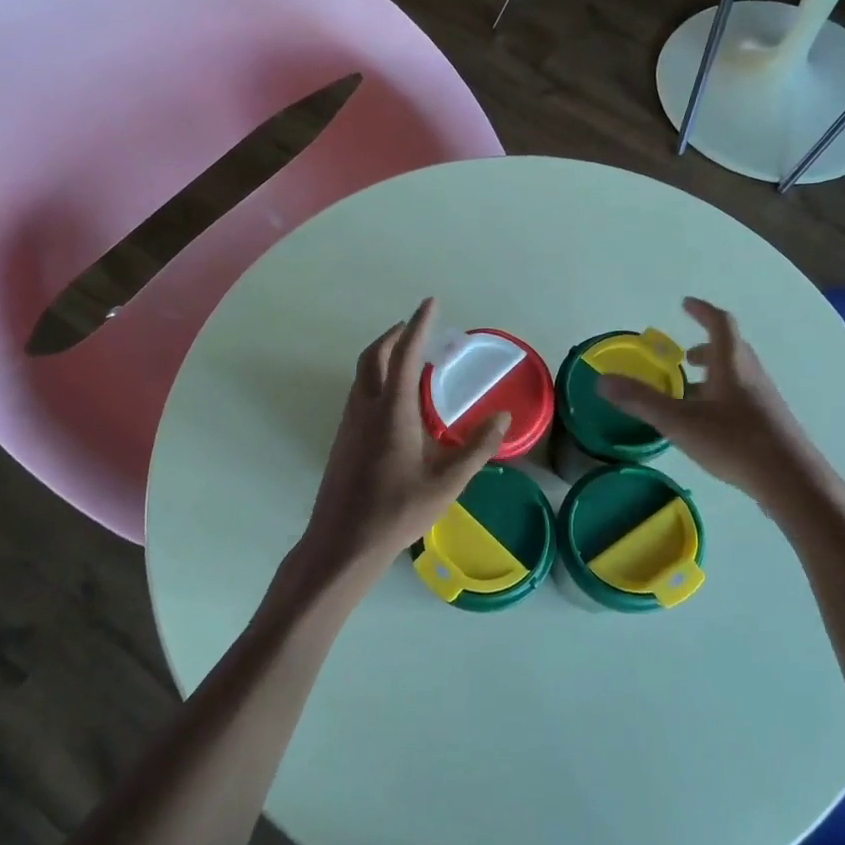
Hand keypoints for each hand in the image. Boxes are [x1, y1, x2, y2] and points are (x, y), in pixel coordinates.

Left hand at [264, 299, 509, 626]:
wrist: (343, 541)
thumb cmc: (397, 511)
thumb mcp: (447, 482)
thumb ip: (476, 448)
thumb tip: (501, 418)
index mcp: (392, 411)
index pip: (406, 355)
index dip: (419, 325)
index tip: (430, 303)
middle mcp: (366, 408)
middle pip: (374, 356)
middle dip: (394, 335)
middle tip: (416, 329)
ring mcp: (349, 423)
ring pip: (362, 374)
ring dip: (382, 355)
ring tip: (407, 359)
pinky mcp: (343, 439)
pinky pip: (359, 393)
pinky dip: (376, 378)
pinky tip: (393, 401)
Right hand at [597, 297, 818, 505]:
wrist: (790, 480)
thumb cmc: (734, 442)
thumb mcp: (679, 421)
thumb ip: (641, 401)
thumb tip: (602, 381)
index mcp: (732, 364)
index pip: (719, 323)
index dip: (702, 311)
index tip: (685, 304)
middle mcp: (751, 374)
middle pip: (731, 349)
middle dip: (705, 347)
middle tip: (683, 356)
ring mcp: (764, 399)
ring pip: (737, 375)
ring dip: (714, 374)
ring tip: (690, 391)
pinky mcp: (769, 422)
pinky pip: (742, 396)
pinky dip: (722, 396)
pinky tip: (709, 423)